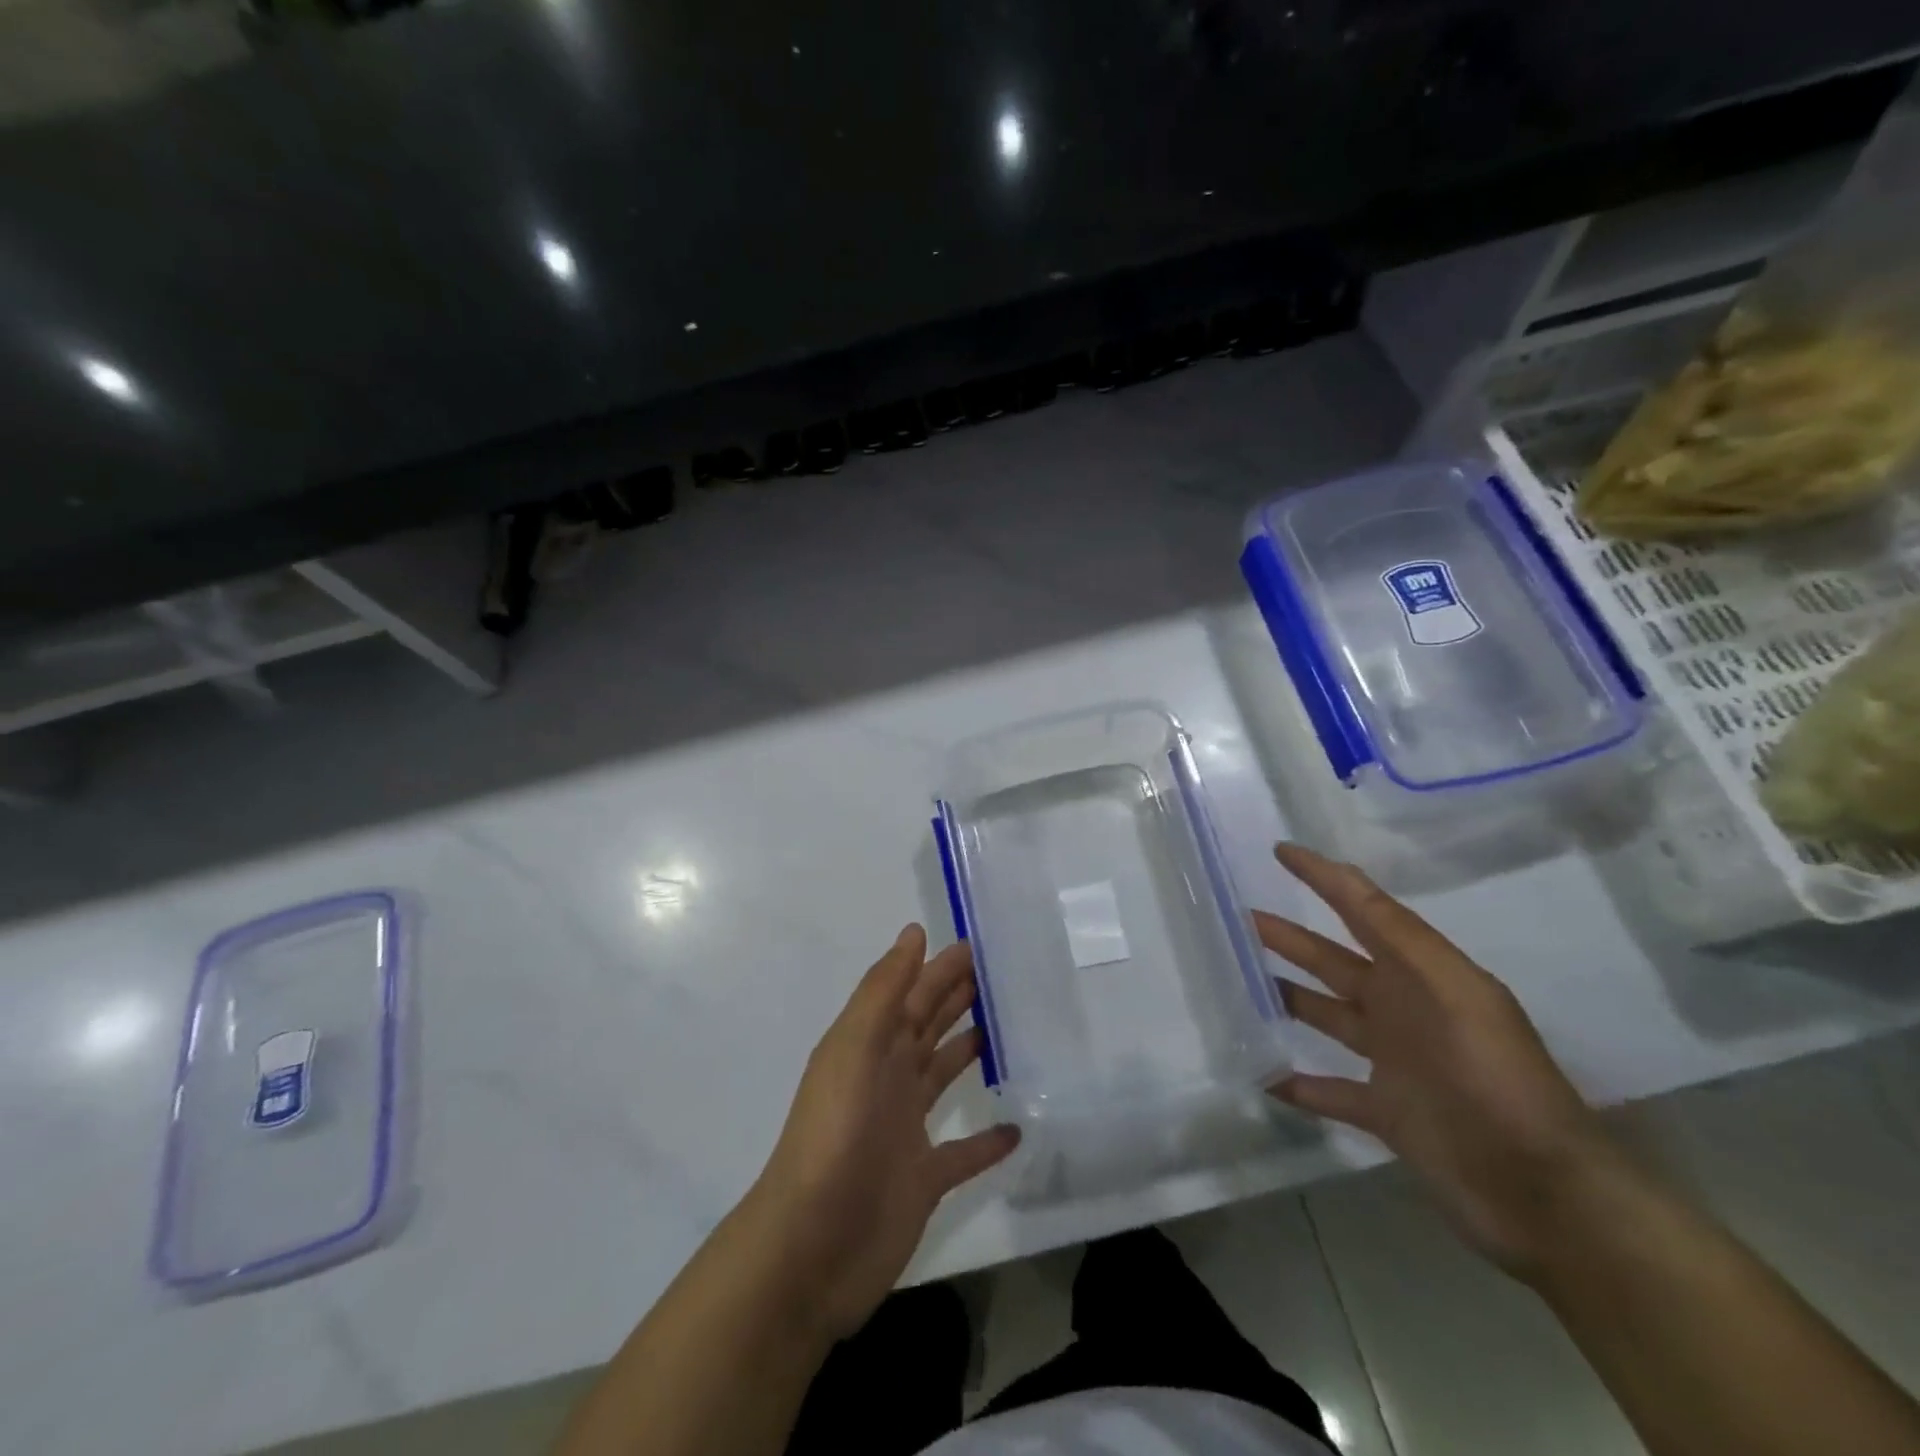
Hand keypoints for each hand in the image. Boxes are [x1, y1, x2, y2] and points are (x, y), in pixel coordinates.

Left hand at [746, 925, 1019, 1339]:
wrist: (811, 1249)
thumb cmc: (835, 1137)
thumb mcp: (853, 1049)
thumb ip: (884, 991)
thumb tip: (914, 932)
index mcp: (870, 1047)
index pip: (911, 994)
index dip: (939, 968)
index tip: (977, 945)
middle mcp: (887, 1080)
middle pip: (927, 1028)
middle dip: (956, 998)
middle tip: (999, 976)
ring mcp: (904, 1130)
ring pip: (942, 1077)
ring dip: (968, 1052)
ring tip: (1007, 1030)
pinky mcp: (923, 1179)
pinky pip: (963, 1153)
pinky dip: (987, 1141)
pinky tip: (1018, 1128)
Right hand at [1258, 843, 1613, 1277]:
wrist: (1544, 1193)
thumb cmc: (1496, 1079)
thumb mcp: (1455, 993)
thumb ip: (1399, 935)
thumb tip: (1343, 875)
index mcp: (1422, 975)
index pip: (1364, 910)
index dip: (1324, 878)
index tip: (1280, 851)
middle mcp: (1403, 1009)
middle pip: (1333, 961)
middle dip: (1290, 937)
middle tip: (1240, 917)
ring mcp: (1393, 1061)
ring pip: (1325, 1016)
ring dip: (1286, 997)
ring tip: (1238, 982)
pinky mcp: (1386, 1111)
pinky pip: (1328, 1090)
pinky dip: (1295, 1082)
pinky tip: (1259, 1073)